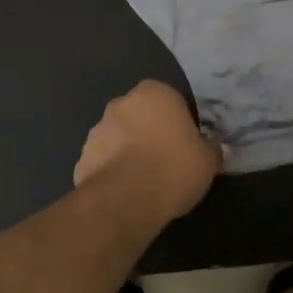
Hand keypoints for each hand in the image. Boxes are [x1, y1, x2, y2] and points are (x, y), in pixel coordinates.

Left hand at [74, 80, 220, 221]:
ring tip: (145, 182)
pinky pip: (104, 162)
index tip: (187, 144)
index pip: (171, 100)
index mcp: (154, 93)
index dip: (180, 122)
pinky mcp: (82, 159)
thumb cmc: (173, 168)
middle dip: (151, 133)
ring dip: (129, 152)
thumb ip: (209, 149)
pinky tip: (126, 194)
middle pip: (141, 116)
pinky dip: (113, 173)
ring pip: (119, 138)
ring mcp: (97, 130)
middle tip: (167, 161)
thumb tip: (211, 149)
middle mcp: (121, 103)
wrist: (125, 200)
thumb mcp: (208, 160)